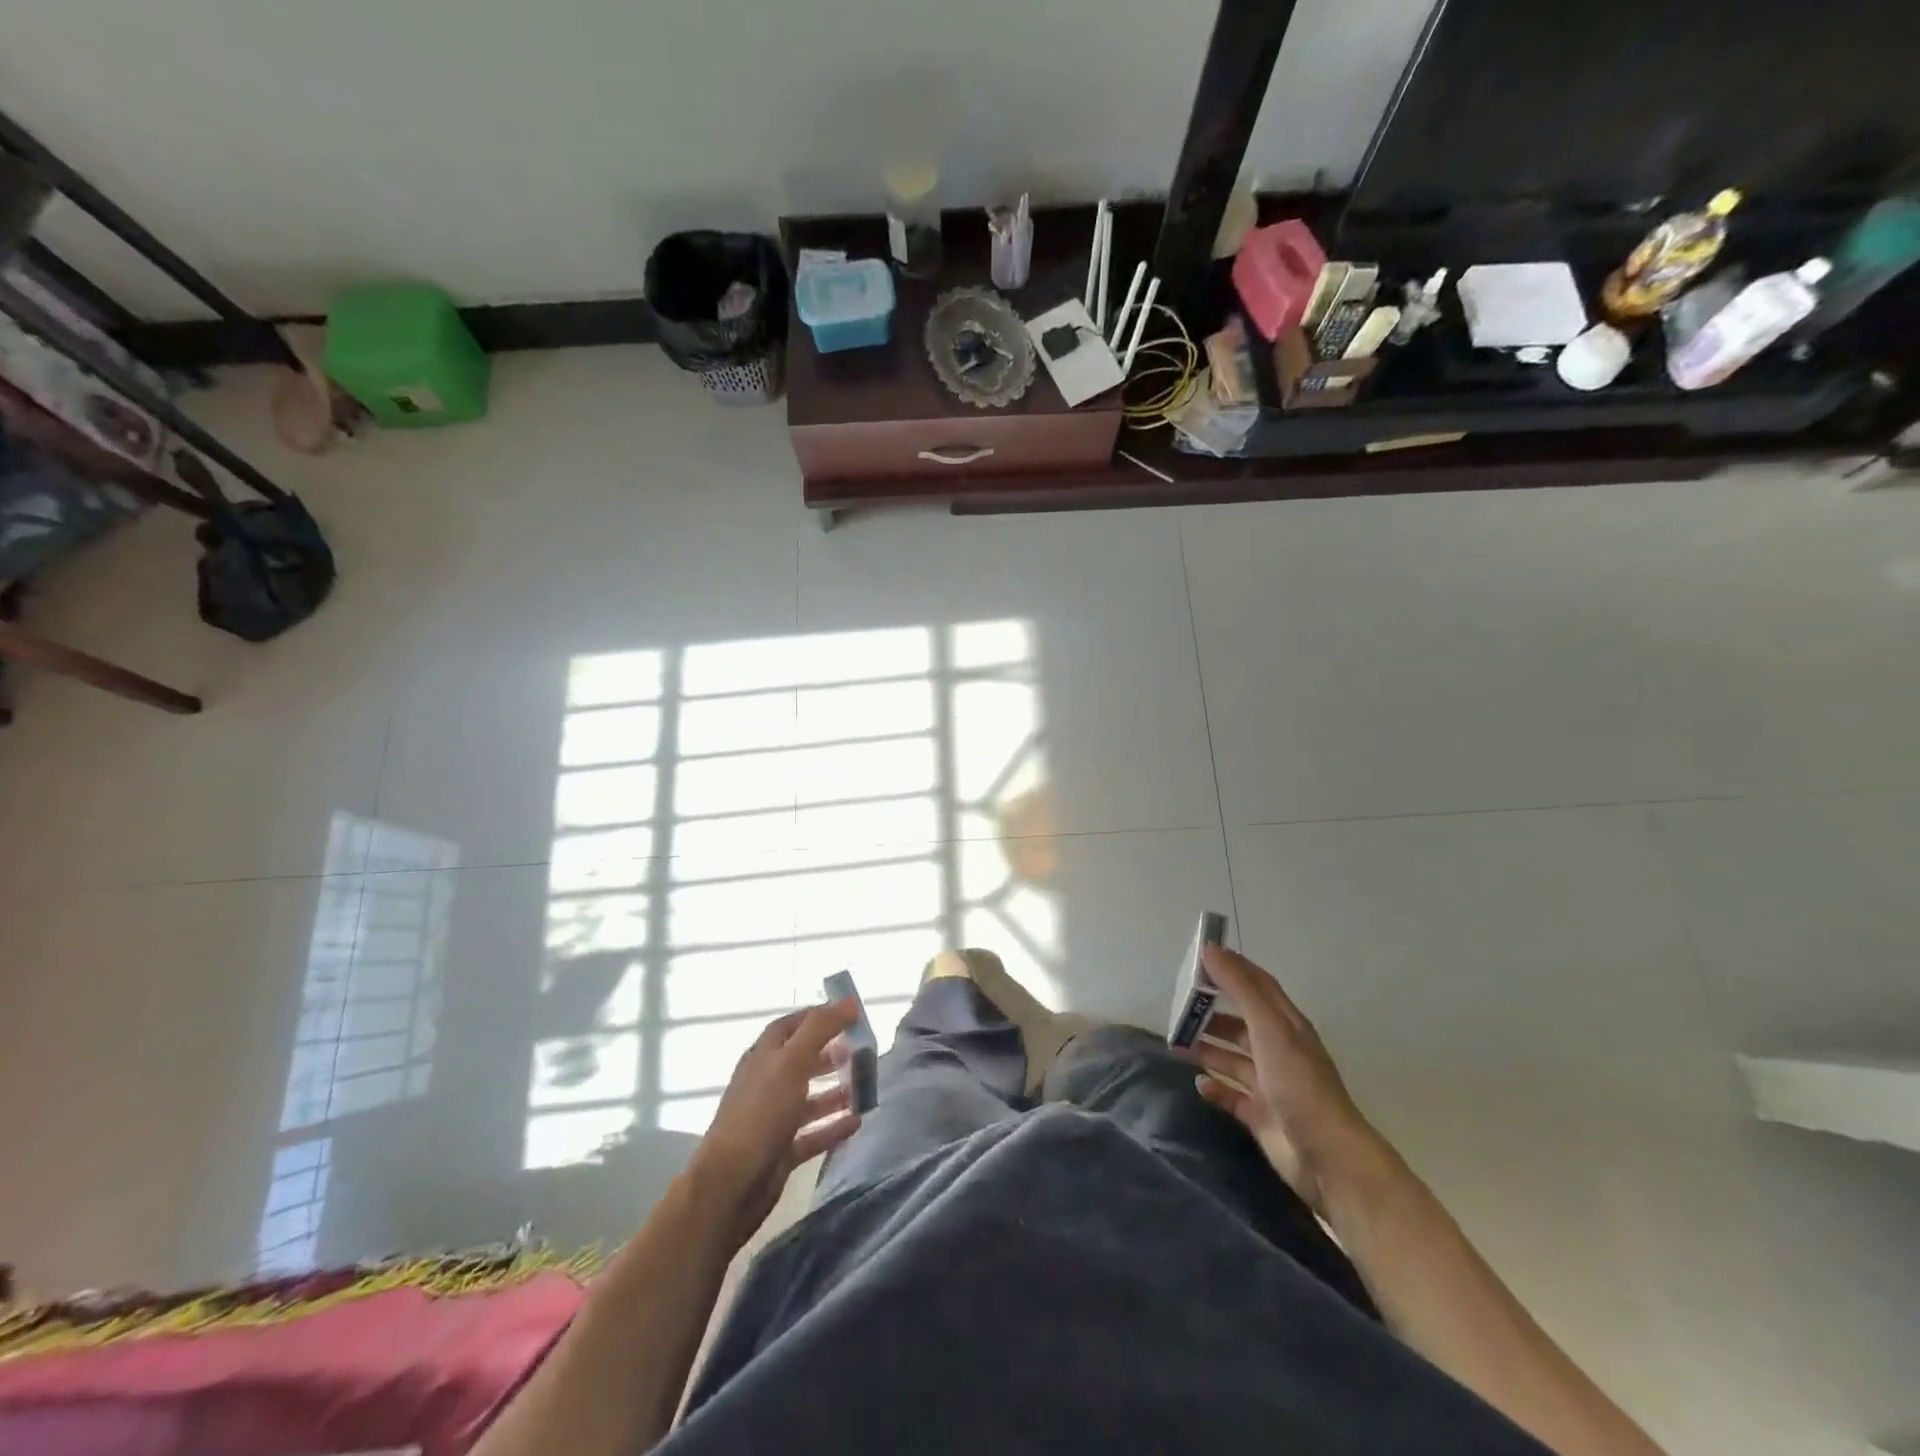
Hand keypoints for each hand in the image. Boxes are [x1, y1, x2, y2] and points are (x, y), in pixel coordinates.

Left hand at [690, 999, 862, 1246]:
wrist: (731, 1184)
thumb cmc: (761, 1113)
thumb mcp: (791, 1062)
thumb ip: (819, 1029)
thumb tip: (847, 1001)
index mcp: (764, 1056)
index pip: (791, 1025)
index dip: (818, 1016)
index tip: (849, 1013)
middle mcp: (767, 1083)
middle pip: (802, 1060)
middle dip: (831, 1053)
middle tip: (862, 1052)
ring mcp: (773, 1118)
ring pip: (809, 1098)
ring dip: (836, 1091)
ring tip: (865, 1087)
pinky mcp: (781, 1150)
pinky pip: (813, 1133)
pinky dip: (834, 1126)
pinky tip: (857, 1122)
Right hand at [1189, 945, 1380, 1215]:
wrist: (1327, 1158)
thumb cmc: (1298, 1083)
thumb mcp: (1269, 1028)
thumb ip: (1240, 988)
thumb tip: (1210, 949)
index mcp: (1286, 1025)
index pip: (1258, 986)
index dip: (1232, 968)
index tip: (1199, 958)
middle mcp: (1278, 1050)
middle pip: (1241, 1022)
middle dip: (1212, 1012)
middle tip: (1179, 1006)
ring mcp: (1270, 1085)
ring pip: (1233, 1058)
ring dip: (1207, 1048)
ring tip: (1176, 1043)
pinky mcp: (1261, 1116)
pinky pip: (1231, 1095)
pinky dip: (1214, 1087)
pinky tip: (1198, 1083)